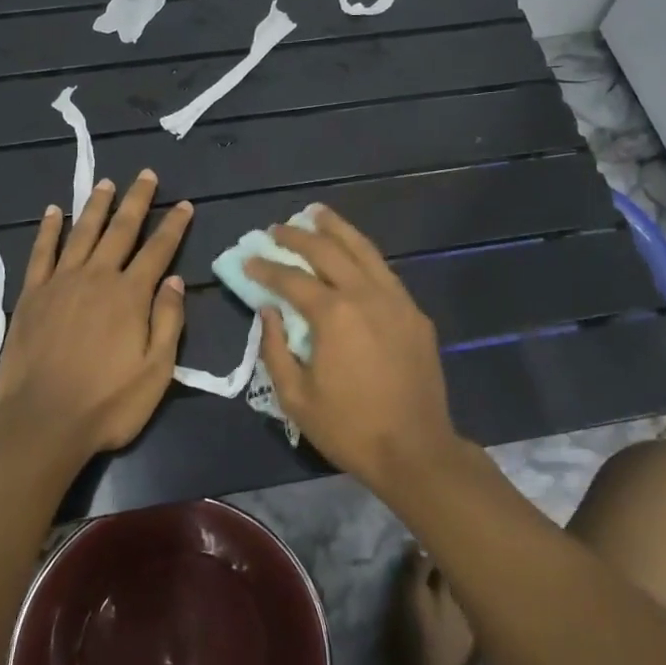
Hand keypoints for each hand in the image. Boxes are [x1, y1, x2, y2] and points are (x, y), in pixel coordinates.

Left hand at [0, 170, 192, 457]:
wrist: (42, 422)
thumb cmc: (108, 403)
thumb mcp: (156, 370)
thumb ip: (168, 321)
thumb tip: (174, 279)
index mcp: (130, 295)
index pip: (158, 250)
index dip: (173, 225)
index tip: (184, 204)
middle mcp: (97, 277)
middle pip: (121, 230)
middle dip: (137, 200)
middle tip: (146, 175)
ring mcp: (60, 283)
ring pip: (82, 233)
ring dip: (96, 206)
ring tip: (106, 183)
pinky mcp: (31, 295)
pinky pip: (41, 253)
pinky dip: (49, 230)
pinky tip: (55, 212)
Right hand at [245, 206, 460, 489]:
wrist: (416, 450)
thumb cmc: (349, 428)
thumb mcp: (295, 397)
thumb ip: (275, 348)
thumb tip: (268, 312)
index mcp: (334, 314)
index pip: (292, 279)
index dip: (266, 267)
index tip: (249, 258)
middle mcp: (366, 295)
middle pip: (328, 251)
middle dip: (298, 236)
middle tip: (277, 228)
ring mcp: (396, 300)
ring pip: (363, 250)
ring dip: (337, 229)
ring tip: (317, 214)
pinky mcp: (414, 313)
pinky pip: (384, 271)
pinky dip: (363, 255)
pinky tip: (353, 253)